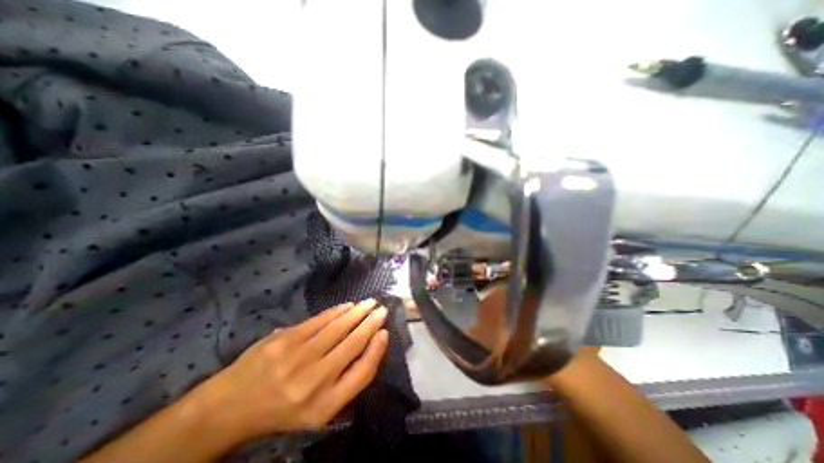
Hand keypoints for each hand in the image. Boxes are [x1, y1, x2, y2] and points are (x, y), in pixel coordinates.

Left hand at [190, 299, 389, 442]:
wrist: (231, 406)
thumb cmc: (282, 409)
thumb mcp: (318, 410)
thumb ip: (346, 381)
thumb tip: (370, 346)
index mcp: (326, 406)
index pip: (363, 372)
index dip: (377, 350)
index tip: (384, 333)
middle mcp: (315, 382)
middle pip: (353, 344)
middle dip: (371, 323)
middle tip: (382, 310)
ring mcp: (299, 358)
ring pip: (339, 328)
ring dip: (358, 312)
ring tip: (369, 303)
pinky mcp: (285, 340)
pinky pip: (319, 320)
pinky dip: (337, 311)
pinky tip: (348, 305)